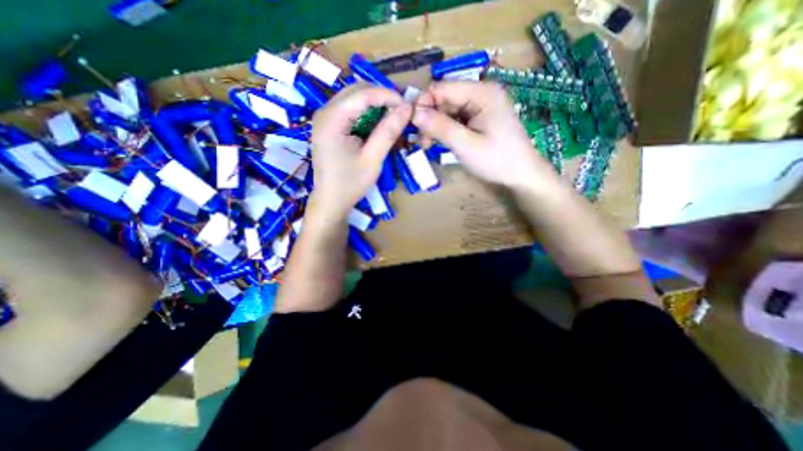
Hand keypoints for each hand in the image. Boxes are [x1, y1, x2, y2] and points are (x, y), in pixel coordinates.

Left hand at [308, 85, 408, 220]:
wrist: (330, 200)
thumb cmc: (351, 184)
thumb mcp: (373, 159)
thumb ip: (388, 132)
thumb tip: (406, 108)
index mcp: (332, 119)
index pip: (363, 93)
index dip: (388, 95)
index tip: (407, 106)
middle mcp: (324, 112)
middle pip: (357, 91)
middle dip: (382, 97)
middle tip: (401, 112)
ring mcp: (324, 117)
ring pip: (354, 98)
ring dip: (375, 104)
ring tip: (392, 117)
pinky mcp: (328, 125)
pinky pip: (350, 109)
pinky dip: (366, 113)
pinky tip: (377, 124)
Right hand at [414, 82, 552, 189]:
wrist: (521, 175)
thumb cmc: (497, 160)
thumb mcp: (466, 145)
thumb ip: (440, 127)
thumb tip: (414, 113)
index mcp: (481, 92)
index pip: (441, 88)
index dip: (423, 104)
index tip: (412, 127)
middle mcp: (481, 92)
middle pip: (444, 98)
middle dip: (429, 118)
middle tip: (422, 143)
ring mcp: (481, 105)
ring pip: (448, 109)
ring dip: (436, 126)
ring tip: (429, 145)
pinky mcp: (480, 117)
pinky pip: (456, 118)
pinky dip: (446, 129)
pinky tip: (442, 141)